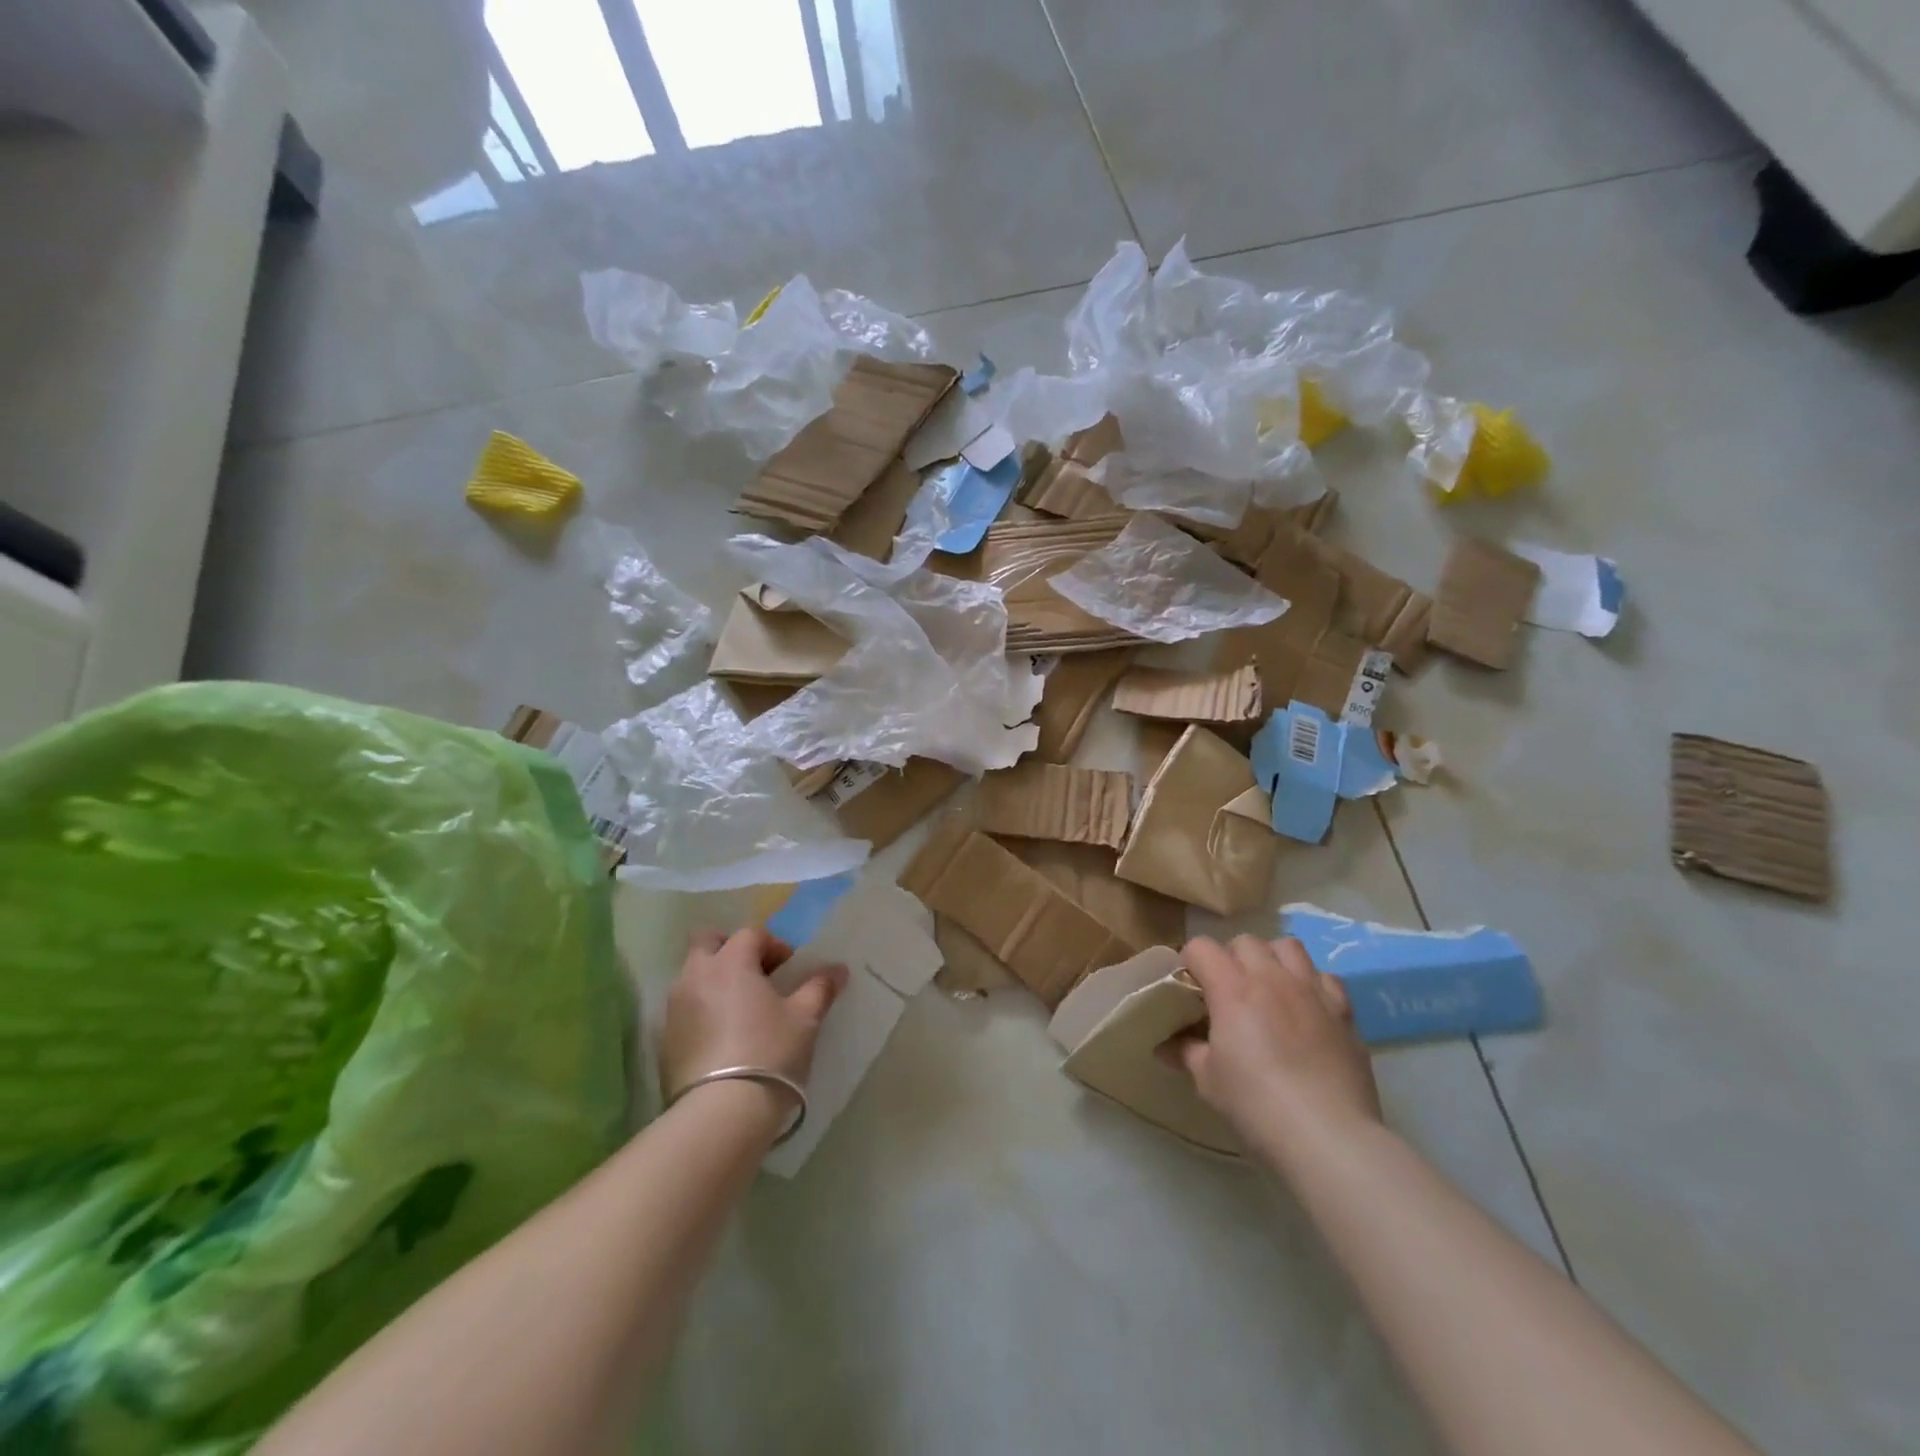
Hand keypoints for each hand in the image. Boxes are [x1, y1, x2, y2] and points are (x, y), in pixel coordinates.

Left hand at [660, 928, 846, 1101]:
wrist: (720, 1114)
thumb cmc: (769, 1053)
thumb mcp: (805, 1019)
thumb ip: (820, 987)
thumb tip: (838, 969)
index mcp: (730, 962)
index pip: (750, 934)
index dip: (773, 945)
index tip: (789, 968)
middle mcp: (696, 976)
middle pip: (707, 942)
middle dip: (730, 949)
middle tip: (756, 974)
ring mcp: (674, 1008)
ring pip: (692, 975)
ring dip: (715, 980)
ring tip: (741, 1008)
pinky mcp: (665, 1040)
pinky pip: (684, 1008)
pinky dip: (702, 1009)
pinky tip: (723, 1036)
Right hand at [1171, 936, 1382, 1164]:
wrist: (1328, 1137)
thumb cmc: (1256, 1105)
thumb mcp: (1208, 1081)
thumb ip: (1186, 1052)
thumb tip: (1164, 1045)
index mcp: (1232, 989)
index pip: (1201, 947)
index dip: (1190, 962)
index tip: (1189, 988)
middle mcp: (1272, 978)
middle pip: (1245, 941)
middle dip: (1231, 958)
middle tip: (1227, 991)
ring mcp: (1312, 992)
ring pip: (1288, 947)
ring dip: (1272, 959)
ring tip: (1268, 988)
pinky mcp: (1343, 1013)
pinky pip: (1326, 978)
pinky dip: (1312, 984)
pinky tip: (1307, 1009)